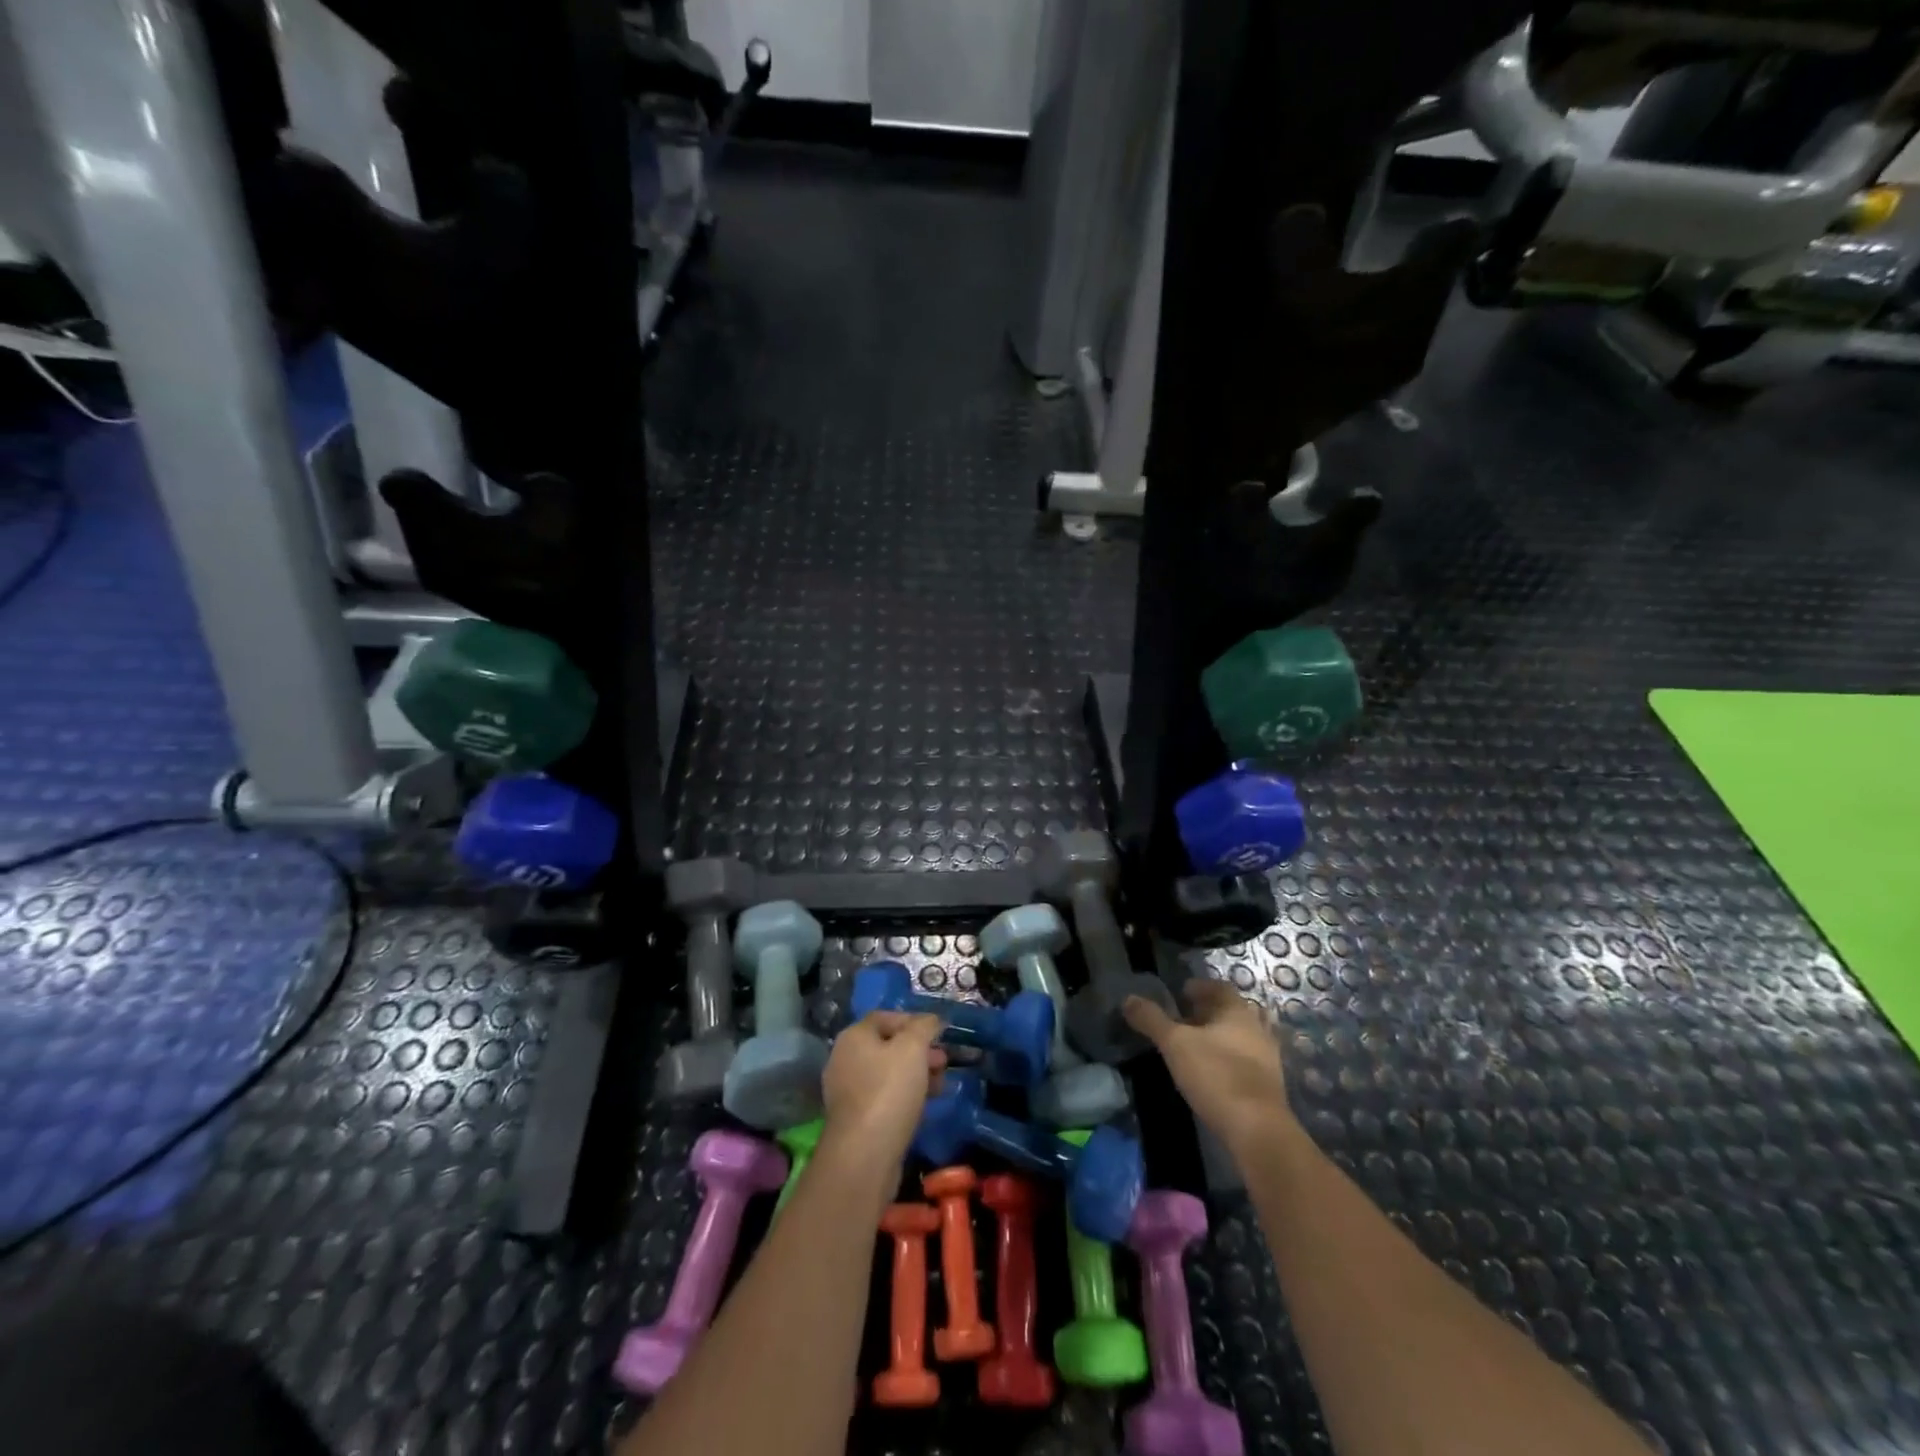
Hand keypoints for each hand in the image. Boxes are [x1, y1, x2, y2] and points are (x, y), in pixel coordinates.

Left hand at [819, 1010, 946, 1170]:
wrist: (864, 1155)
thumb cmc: (889, 1090)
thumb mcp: (913, 1048)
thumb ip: (924, 1027)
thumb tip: (932, 1019)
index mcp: (854, 1036)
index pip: (886, 1016)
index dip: (914, 1021)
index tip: (939, 1033)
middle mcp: (845, 1059)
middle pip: (888, 1046)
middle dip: (920, 1051)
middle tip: (944, 1061)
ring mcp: (848, 1091)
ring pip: (888, 1073)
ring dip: (917, 1074)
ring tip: (942, 1084)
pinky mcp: (856, 1119)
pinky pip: (885, 1097)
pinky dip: (906, 1096)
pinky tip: (926, 1105)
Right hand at [1124, 980, 1290, 1154]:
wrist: (1258, 1130)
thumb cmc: (1216, 1075)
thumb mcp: (1174, 1044)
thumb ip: (1151, 1019)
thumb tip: (1128, 998)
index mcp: (1238, 1011)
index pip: (1220, 987)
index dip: (1200, 987)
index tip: (1181, 993)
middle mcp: (1257, 1028)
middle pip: (1233, 1011)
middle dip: (1210, 1012)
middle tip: (1185, 1018)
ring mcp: (1268, 1058)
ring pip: (1242, 1037)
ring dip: (1221, 1037)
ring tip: (1197, 1046)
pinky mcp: (1269, 1086)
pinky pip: (1247, 1061)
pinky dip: (1230, 1059)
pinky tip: (1213, 1072)